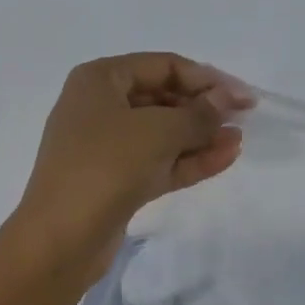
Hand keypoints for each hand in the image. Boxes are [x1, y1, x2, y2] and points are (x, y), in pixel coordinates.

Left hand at [13, 53, 251, 277]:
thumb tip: (225, 99)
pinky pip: (159, 162)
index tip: (243, 96)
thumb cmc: (106, 166)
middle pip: (162, 98)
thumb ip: (198, 113)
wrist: (62, 237)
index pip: (162, 66)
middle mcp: (100, 107)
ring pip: (163, 134)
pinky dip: (189, 159)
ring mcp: (107, 148)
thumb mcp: (158, 131)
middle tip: (242, 118)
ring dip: (200, 136)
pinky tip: (225, 157)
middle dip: (203, 108)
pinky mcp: (117, 182)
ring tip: (238, 140)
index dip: (206, 78)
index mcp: (100, 80)